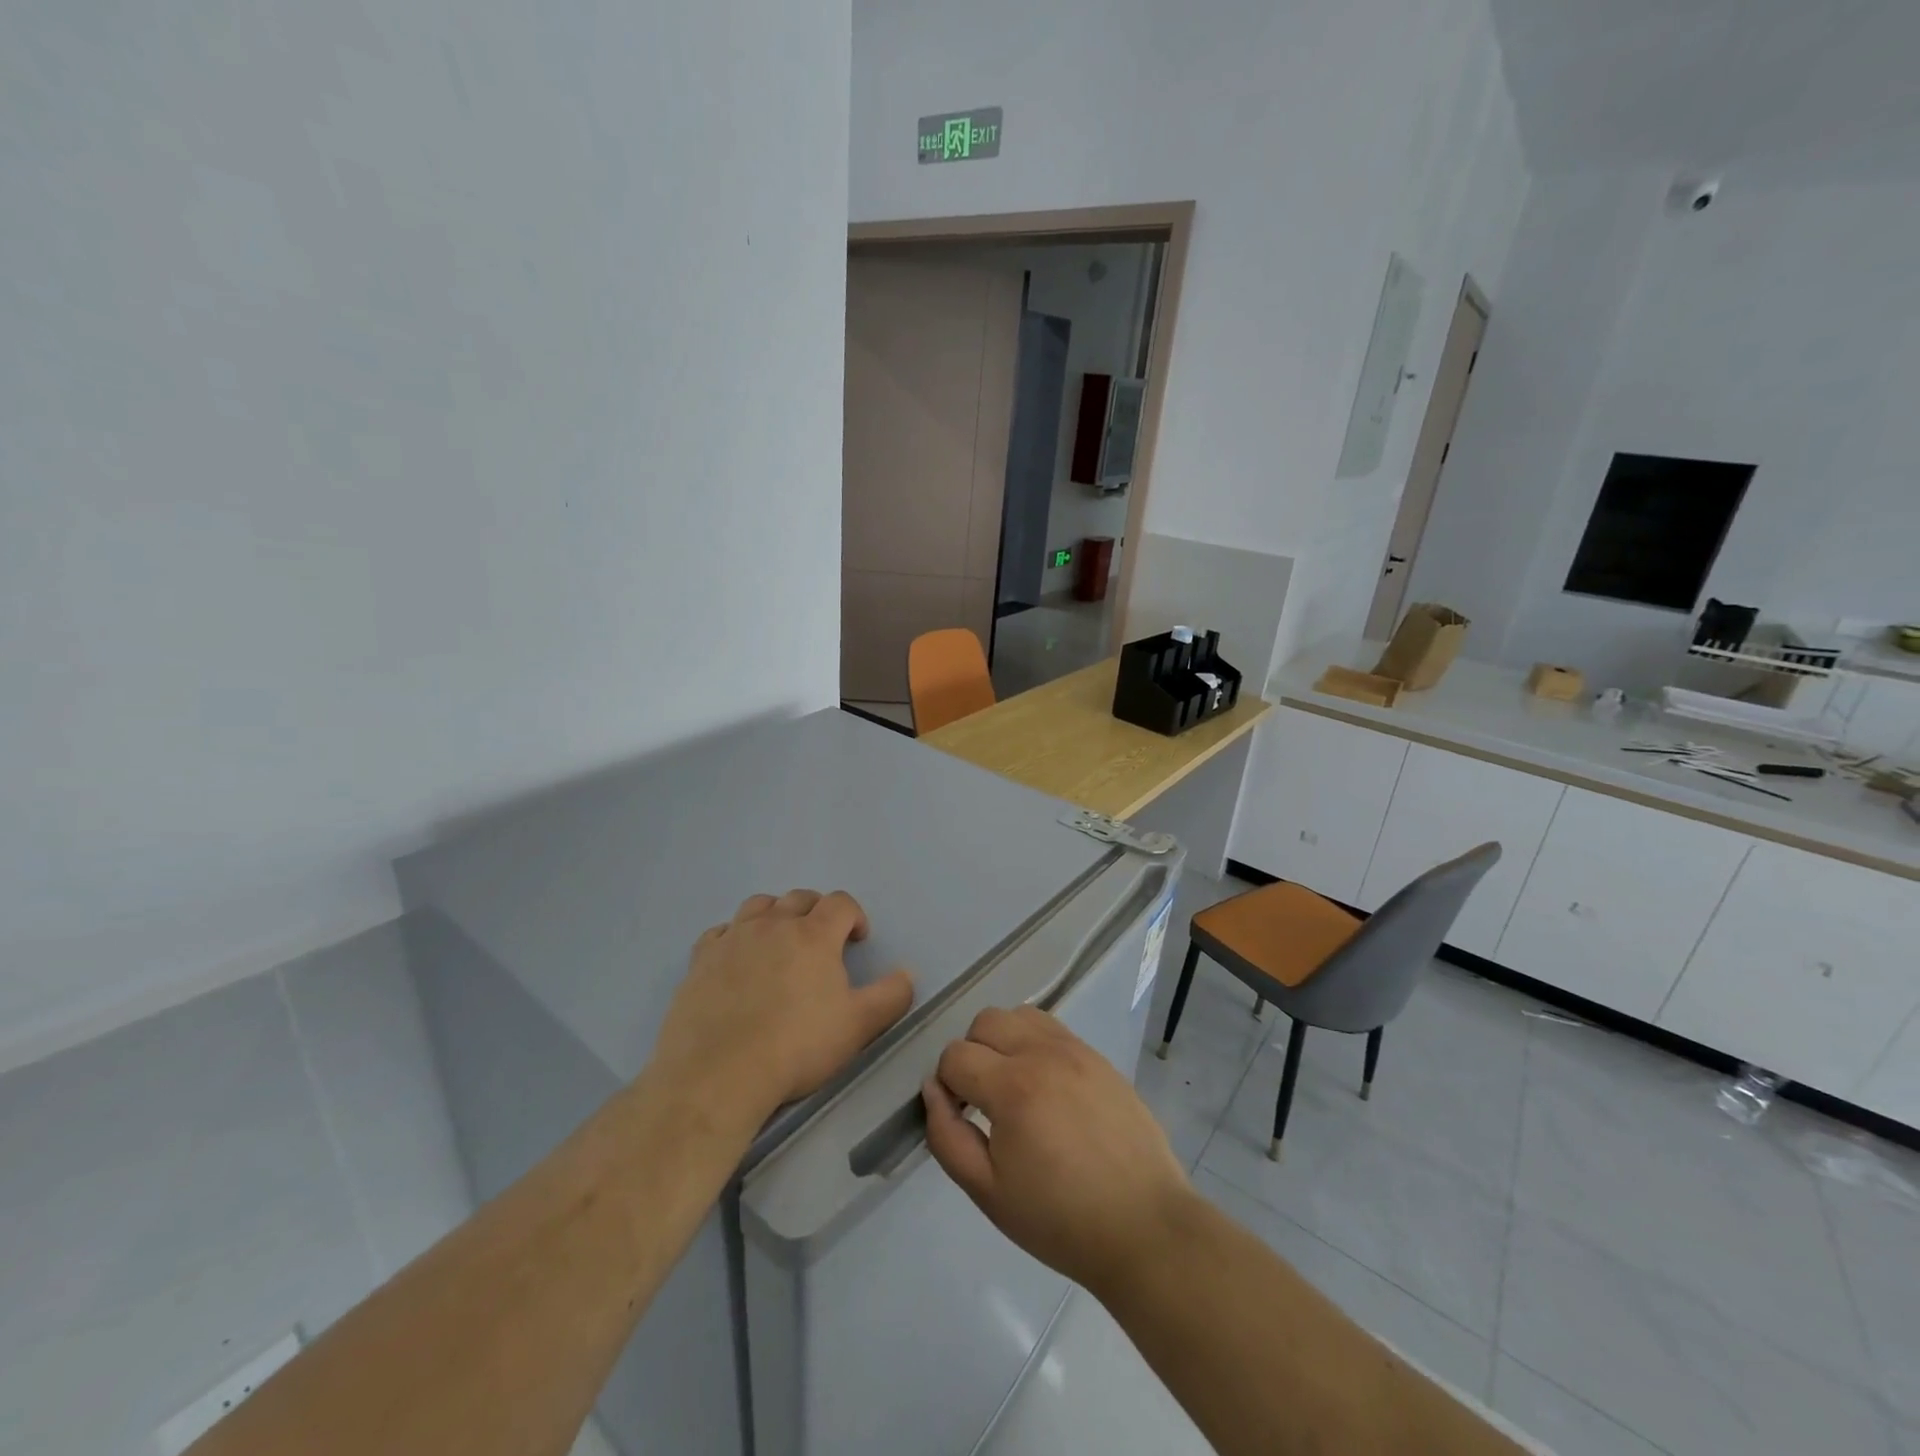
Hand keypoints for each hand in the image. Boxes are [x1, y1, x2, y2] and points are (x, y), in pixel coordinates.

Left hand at [655, 890, 914, 1117]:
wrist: (719, 1073)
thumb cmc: (797, 1047)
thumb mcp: (859, 1026)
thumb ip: (891, 995)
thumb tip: (907, 973)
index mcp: (814, 934)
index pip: (840, 903)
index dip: (854, 916)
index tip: (857, 940)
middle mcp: (773, 925)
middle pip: (800, 898)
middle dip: (817, 911)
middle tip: (823, 941)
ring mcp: (733, 939)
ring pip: (758, 905)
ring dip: (775, 914)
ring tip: (779, 941)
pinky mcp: (700, 960)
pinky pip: (720, 932)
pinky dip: (734, 936)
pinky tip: (737, 959)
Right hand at [922, 1006, 1193, 1297]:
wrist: (1143, 1227)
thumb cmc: (1060, 1220)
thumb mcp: (988, 1192)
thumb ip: (947, 1136)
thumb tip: (932, 1089)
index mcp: (1013, 1086)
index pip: (956, 1055)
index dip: (947, 1085)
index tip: (962, 1117)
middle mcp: (1043, 1053)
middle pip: (985, 1021)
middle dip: (973, 1054)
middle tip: (984, 1100)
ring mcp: (1076, 1050)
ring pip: (1020, 1015)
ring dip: (1005, 1041)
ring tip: (1015, 1086)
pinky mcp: (1099, 1057)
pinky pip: (1054, 1028)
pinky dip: (1036, 1044)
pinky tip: (1047, 1087)